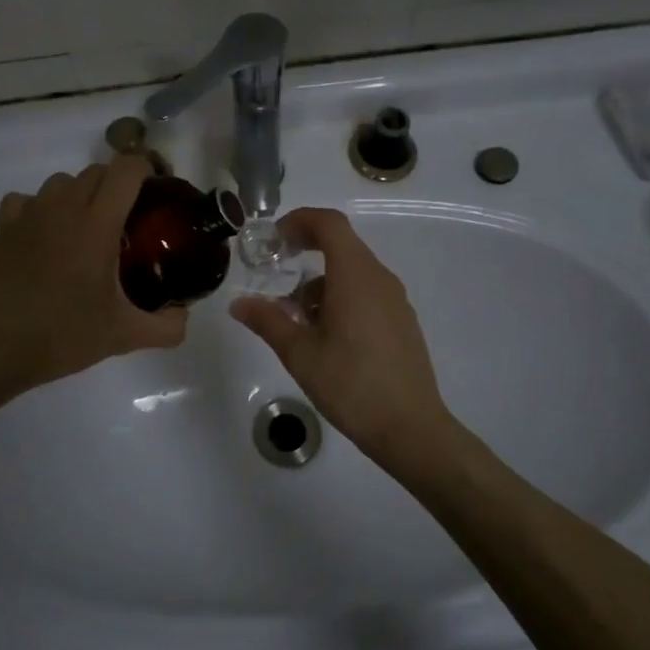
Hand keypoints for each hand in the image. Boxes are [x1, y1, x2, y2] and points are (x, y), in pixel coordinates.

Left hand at [0, 156, 185, 401]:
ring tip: (86, 229)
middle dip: (118, 186)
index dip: (147, 171)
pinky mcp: (2, 228)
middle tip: (128, 221)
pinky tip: (44, 237)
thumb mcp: (123, 336)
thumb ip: (166, 327)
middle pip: (97, 172)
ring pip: (61, 182)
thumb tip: (184, 317)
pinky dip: (40, 208)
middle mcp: (63, 208)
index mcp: (97, 224)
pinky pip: (26, 200)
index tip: (156, 194)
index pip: (127, 170)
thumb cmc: (61, 336)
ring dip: (80, 195)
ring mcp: (29, 215)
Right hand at [230, 207, 456, 465]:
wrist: (410, 428)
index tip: (274, 238)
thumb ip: (268, 321)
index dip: (299, 220)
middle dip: (304, 251)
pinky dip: (339, 297)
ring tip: (293, 317)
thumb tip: (238, 303)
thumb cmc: (351, 385)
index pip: (329, 224)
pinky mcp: (401, 322)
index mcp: (355, 276)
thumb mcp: (299, 353)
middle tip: (274, 271)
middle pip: (341, 245)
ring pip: (352, 272)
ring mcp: (395, 301)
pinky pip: (366, 292)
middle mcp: (379, 279)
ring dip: (319, 280)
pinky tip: (323, 335)